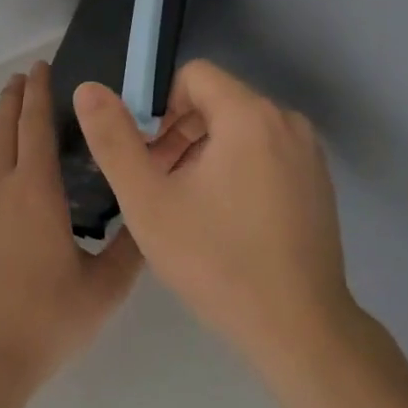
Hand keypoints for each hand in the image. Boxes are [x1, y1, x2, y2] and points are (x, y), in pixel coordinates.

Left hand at [0, 62, 143, 397]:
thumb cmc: (44, 320)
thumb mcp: (103, 288)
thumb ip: (130, 249)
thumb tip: (146, 216)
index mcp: (34, 191)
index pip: (35, 126)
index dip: (38, 92)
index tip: (40, 66)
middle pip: (3, 128)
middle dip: (14, 98)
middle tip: (24, 77)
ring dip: (0, 125)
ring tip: (13, 114)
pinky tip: (2, 175)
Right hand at [71, 61, 357, 377]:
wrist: (300, 331)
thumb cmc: (217, 261)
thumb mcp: (148, 201)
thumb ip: (113, 140)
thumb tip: (89, 88)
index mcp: (249, 115)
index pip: (194, 76)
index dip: (160, 106)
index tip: (146, 153)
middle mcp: (286, 121)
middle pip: (217, 101)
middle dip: (179, 133)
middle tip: (158, 184)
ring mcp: (308, 153)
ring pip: (241, 128)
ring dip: (205, 152)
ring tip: (186, 204)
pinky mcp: (318, 182)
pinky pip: (266, 152)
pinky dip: (237, 167)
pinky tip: (224, 219)